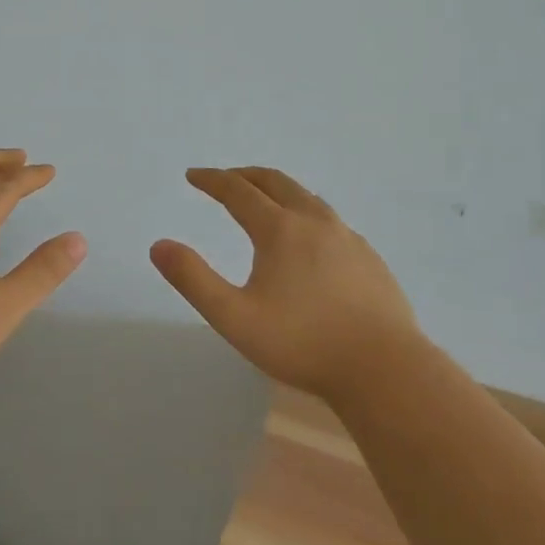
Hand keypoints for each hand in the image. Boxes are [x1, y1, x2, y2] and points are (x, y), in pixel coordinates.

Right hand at [151, 167, 421, 404]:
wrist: (385, 369)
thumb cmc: (303, 343)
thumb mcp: (235, 318)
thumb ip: (194, 280)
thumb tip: (159, 245)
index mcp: (280, 229)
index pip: (238, 191)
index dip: (212, 180)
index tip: (193, 175)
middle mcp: (315, 221)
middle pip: (275, 182)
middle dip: (245, 175)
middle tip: (224, 179)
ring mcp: (347, 237)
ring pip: (307, 197)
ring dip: (278, 190)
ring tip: (264, 199)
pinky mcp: (369, 257)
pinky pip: (330, 220)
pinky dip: (306, 212)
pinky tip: (309, 238)